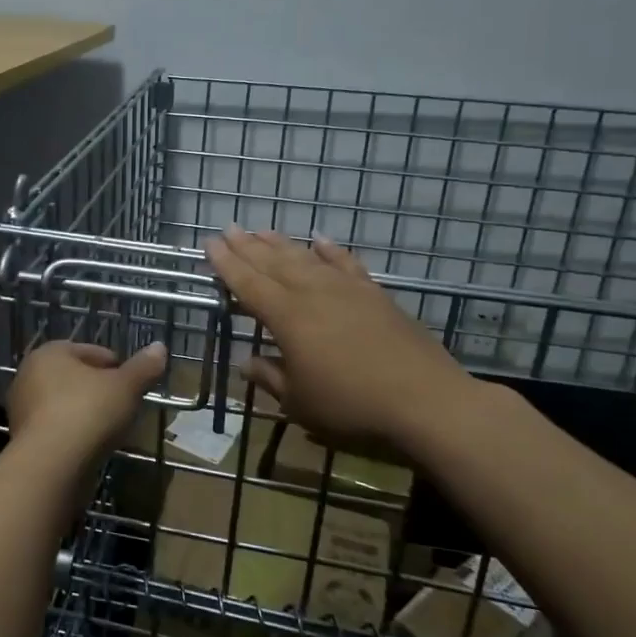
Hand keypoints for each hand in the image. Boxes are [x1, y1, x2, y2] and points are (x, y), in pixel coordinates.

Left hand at [7, 339, 167, 457]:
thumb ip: (143, 367)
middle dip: (98, 389)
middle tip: (123, 405)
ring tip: (110, 428)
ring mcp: (22, 409)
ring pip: (64, 404)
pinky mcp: (23, 439)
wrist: (50, 465)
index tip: (133, 384)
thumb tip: (160, 347)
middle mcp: (29, 375)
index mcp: (50, 353)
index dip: (116, 366)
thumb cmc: (88, 412)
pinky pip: (56, 429)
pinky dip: (73, 433)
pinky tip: (91, 446)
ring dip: (85, 413)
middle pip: (74, 377)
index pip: (90, 352)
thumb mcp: (125, 386)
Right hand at [204, 225, 484, 454]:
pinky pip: (346, 263)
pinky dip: (330, 250)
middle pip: (273, 263)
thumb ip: (269, 377)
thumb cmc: (351, 407)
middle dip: (248, 246)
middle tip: (229, 229)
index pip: (248, 284)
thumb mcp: (299, 402)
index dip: (226, 264)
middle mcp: (313, 294)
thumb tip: (246, 361)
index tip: (209, 244)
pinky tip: (320, 239)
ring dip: (281, 243)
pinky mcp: (375, 294)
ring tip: (262, 230)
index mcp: (287, 318)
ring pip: (306, 258)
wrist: (426, 402)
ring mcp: (347, 290)